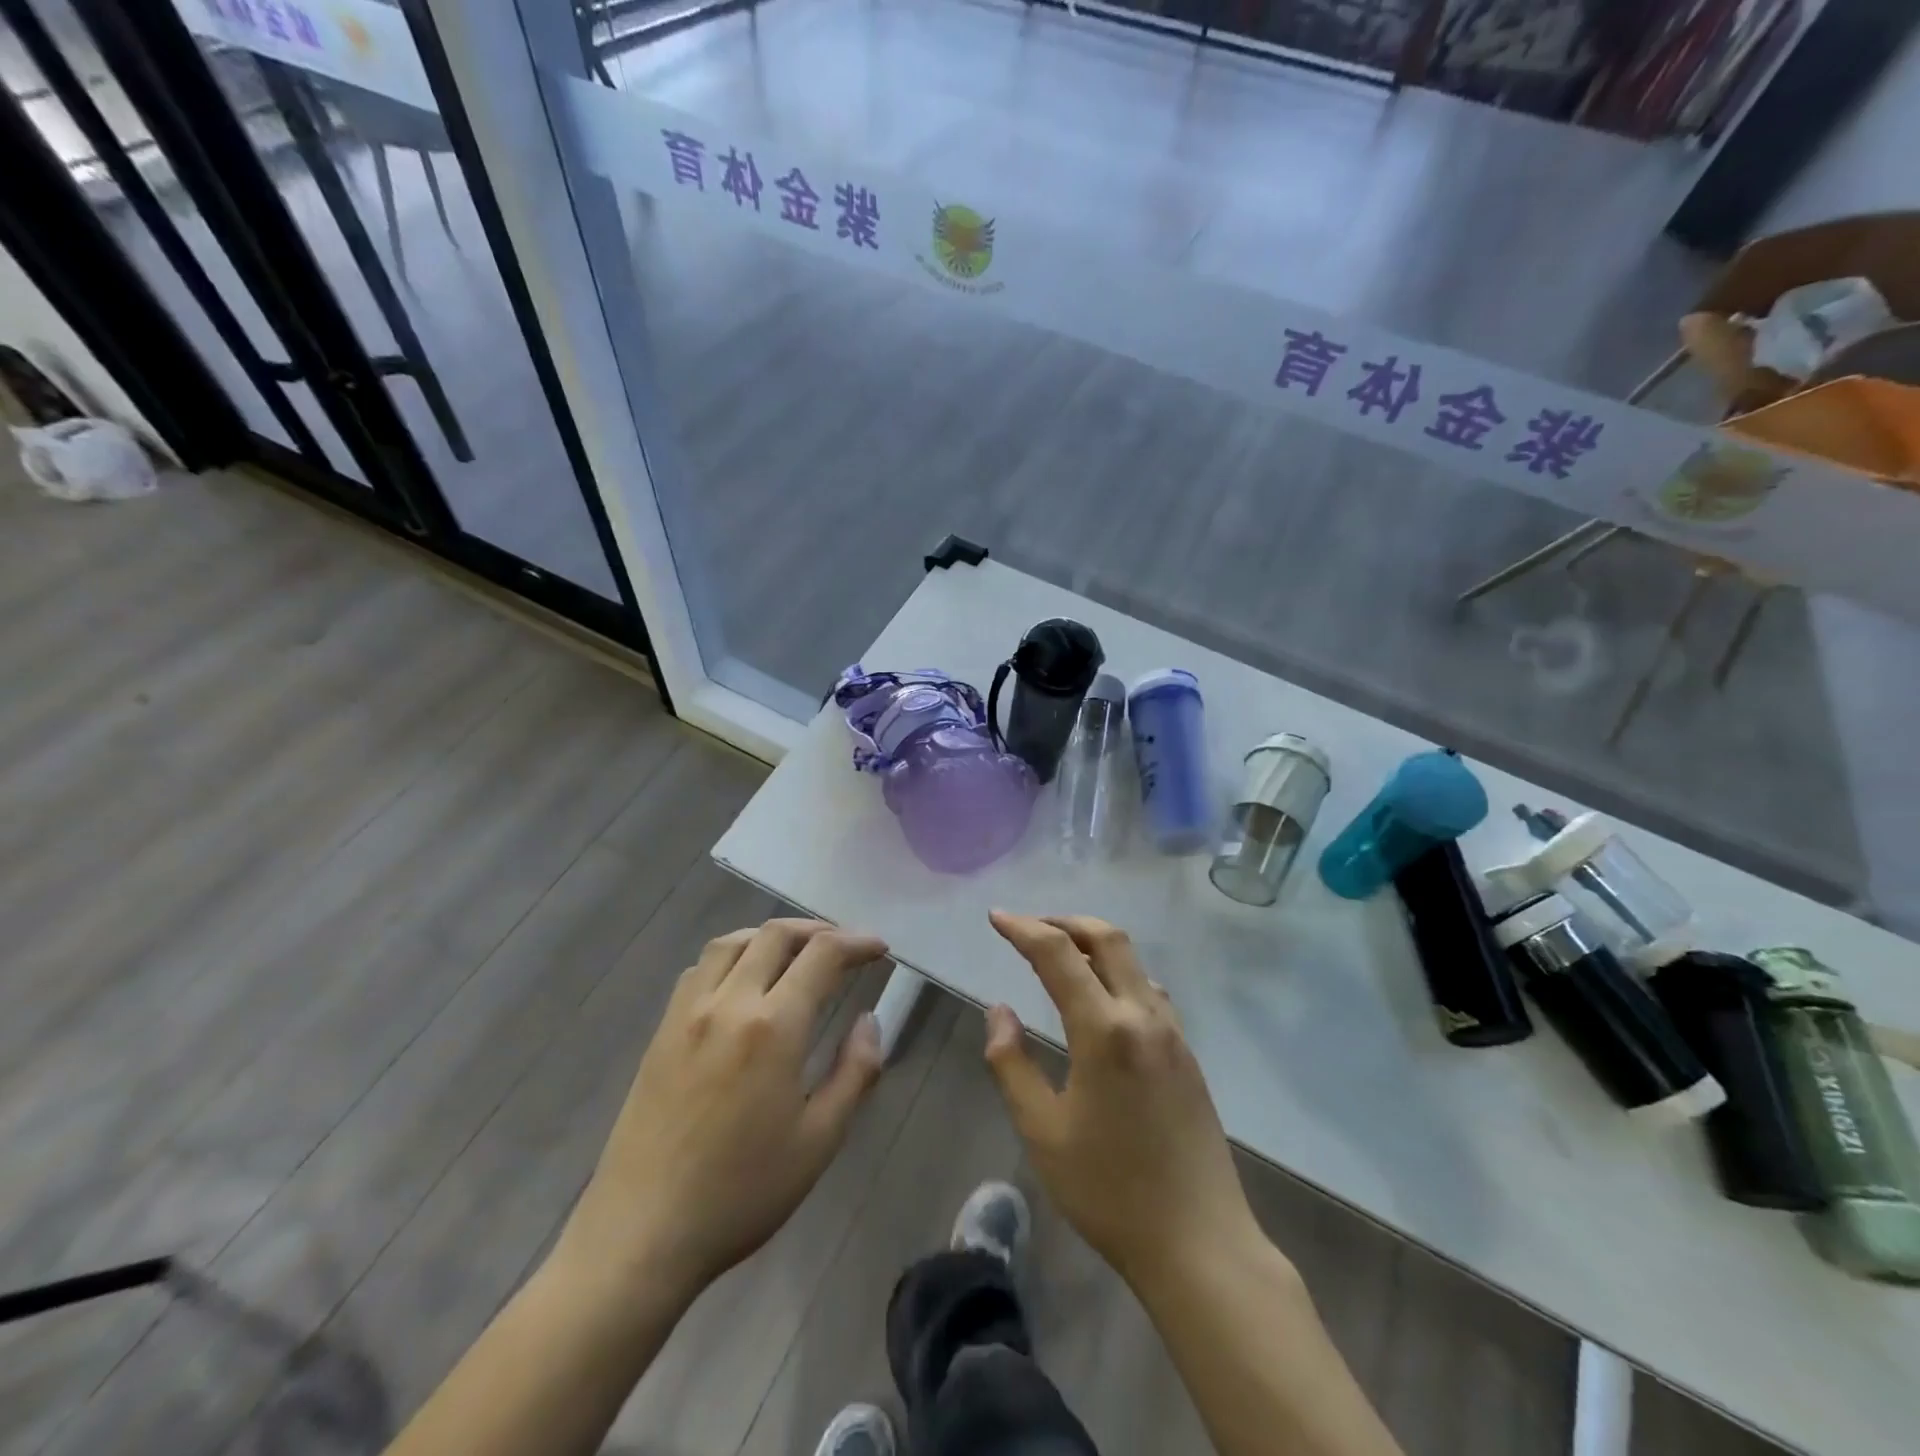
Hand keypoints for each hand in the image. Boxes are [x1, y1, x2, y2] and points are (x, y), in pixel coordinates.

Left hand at [556, 919, 886, 1302]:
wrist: (641, 1235)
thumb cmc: (741, 1193)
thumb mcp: (818, 1141)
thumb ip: (854, 1072)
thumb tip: (870, 1020)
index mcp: (773, 1027)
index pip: (822, 955)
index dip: (856, 943)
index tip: (879, 949)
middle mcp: (728, 1003)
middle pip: (775, 935)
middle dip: (817, 930)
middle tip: (844, 948)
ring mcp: (687, 1013)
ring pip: (731, 942)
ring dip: (770, 936)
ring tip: (795, 953)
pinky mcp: (661, 1031)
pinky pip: (699, 969)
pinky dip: (731, 956)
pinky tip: (741, 982)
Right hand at [983, 912, 1261, 1290]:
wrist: (1199, 1244)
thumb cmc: (1110, 1191)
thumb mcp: (1042, 1132)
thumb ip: (1012, 1064)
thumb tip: (1000, 1011)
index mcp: (1104, 1030)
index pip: (1058, 955)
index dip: (1023, 929)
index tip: (996, 917)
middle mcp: (1143, 1016)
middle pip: (1107, 938)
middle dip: (1065, 921)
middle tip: (1030, 927)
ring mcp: (1172, 1033)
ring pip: (1133, 961)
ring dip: (1094, 943)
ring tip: (1061, 957)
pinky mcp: (1187, 1054)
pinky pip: (1149, 991)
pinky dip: (1119, 974)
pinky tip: (1103, 1001)